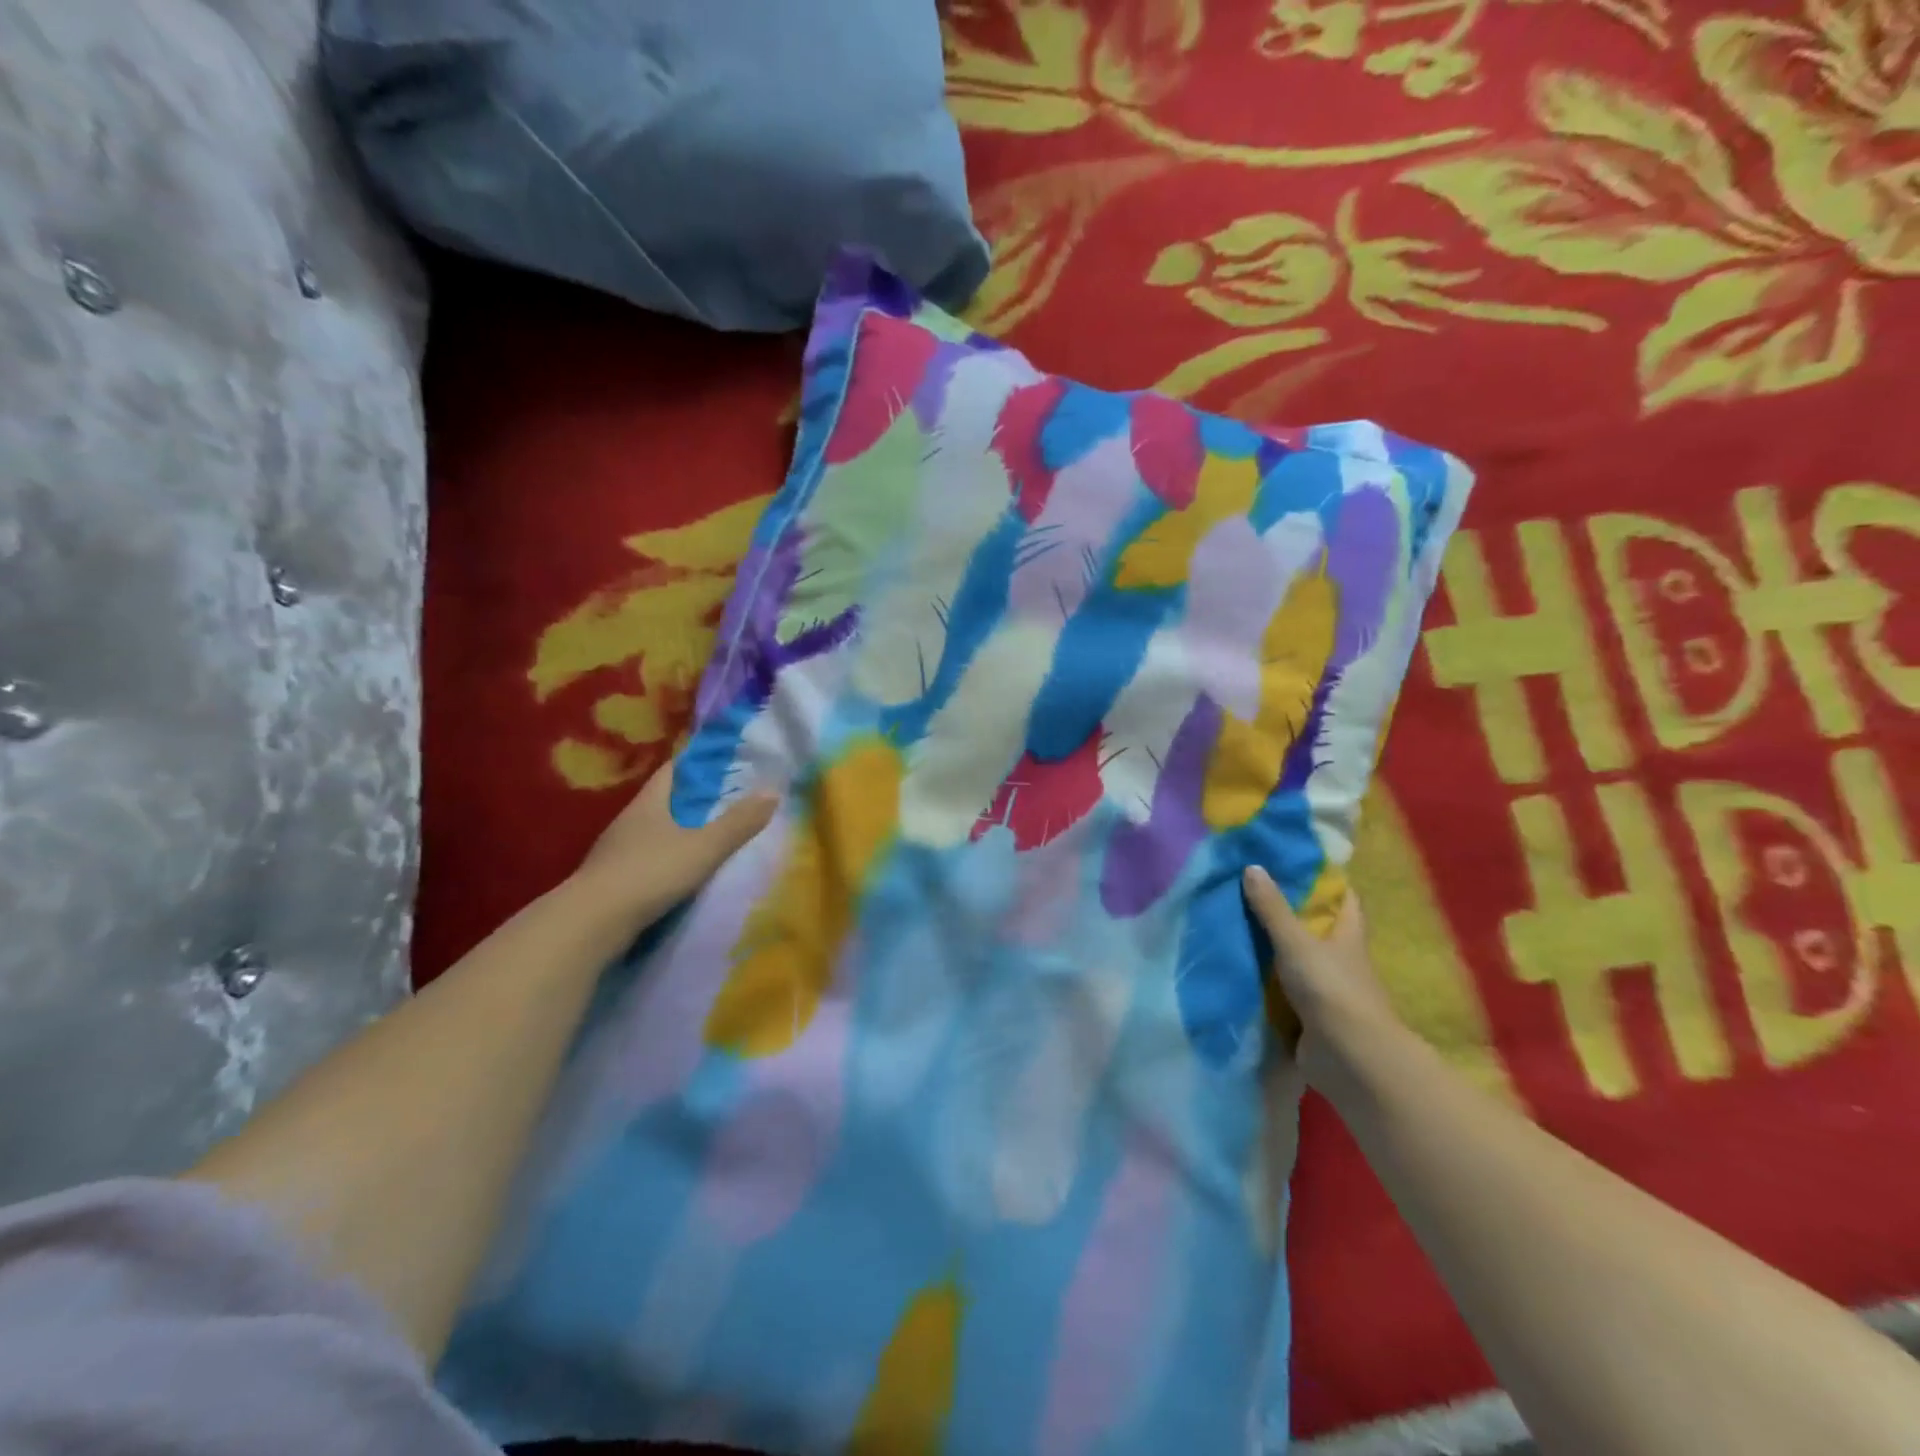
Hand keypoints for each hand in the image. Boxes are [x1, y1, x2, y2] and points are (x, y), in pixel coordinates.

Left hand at [575, 764, 778, 927]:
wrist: (591, 924)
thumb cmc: (651, 873)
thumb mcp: (704, 847)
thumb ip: (739, 822)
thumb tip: (773, 791)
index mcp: (650, 802)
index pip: (674, 769)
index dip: (699, 761)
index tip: (726, 759)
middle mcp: (630, 820)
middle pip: (665, 798)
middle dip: (694, 796)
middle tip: (730, 797)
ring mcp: (617, 850)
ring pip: (655, 829)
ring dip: (680, 828)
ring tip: (713, 832)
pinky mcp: (613, 878)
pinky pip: (647, 856)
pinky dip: (668, 855)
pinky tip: (684, 868)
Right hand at [1242, 867, 1401, 1092]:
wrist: (1348, 1058)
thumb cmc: (1331, 989)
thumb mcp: (1297, 941)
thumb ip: (1272, 908)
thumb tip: (1252, 866)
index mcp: (1348, 936)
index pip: (1344, 899)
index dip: (1326, 882)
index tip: (1297, 864)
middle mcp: (1340, 960)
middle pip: (1317, 930)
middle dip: (1289, 913)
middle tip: (1251, 892)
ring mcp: (1326, 990)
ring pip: (1296, 960)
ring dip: (1272, 950)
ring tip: (1233, 925)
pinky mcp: (1309, 1017)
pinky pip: (1282, 991)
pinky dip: (1264, 982)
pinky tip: (1236, 969)